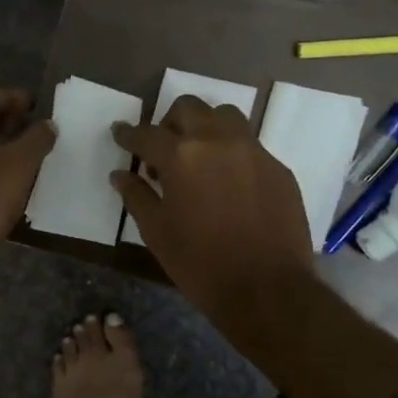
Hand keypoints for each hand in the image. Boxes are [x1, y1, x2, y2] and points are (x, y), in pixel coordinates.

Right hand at [111, 95, 313, 338]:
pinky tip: (227, 183)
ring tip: (198, 158)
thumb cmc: (200, 263)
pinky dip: (231, 153)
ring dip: (204, 127)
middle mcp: (218, 141)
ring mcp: (253, 151)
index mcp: (181, 156)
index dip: (128, 134)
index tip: (119, 134)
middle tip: (161, 151)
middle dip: (168, 123)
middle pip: (188, 109)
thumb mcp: (157, 232)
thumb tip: (120, 175)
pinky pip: (249, 145)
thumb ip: (136, 196)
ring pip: (224, 116)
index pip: (146, 133)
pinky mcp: (277, 167)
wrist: (267, 289)